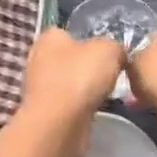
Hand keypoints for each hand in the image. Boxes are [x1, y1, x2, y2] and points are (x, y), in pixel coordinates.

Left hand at [16, 29, 125, 156]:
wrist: (60, 124)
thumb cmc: (81, 77)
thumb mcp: (110, 50)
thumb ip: (115, 48)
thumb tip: (117, 55)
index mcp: (49, 37)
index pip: (70, 32)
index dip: (90, 41)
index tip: (108, 53)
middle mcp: (38, 58)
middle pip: (70, 58)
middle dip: (88, 66)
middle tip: (111, 74)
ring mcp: (39, 87)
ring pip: (69, 82)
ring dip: (85, 88)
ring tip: (106, 94)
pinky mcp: (44, 111)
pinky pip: (68, 103)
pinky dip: (80, 107)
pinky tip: (94, 110)